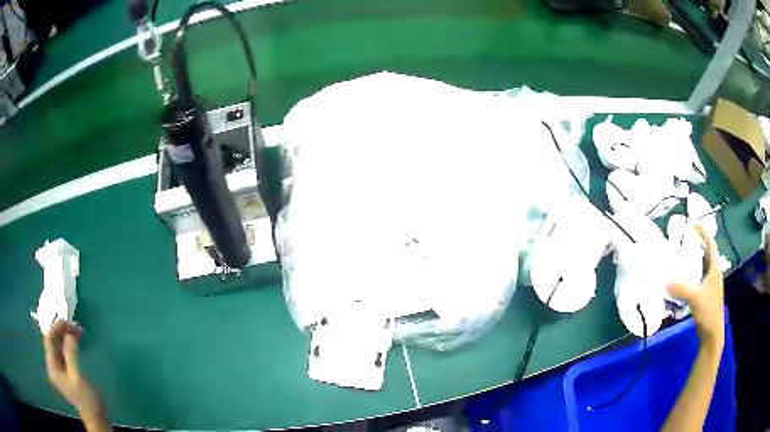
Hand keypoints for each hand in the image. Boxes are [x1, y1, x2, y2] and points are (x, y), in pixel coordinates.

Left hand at [43, 320, 101, 412]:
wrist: (95, 416)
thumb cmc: (86, 398)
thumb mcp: (78, 377)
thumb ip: (71, 354)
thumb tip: (69, 334)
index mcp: (52, 366)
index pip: (49, 339)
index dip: (56, 327)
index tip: (68, 322)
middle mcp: (52, 364)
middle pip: (53, 340)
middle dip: (63, 331)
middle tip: (76, 326)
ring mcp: (59, 367)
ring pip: (59, 344)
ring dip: (67, 335)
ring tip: (78, 331)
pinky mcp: (66, 369)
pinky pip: (64, 350)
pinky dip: (69, 343)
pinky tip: (77, 340)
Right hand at [668, 223, 724, 351]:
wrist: (712, 334)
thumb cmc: (708, 313)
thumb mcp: (695, 299)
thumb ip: (682, 289)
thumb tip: (665, 281)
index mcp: (715, 269)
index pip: (710, 244)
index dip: (703, 232)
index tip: (693, 223)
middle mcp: (714, 273)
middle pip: (707, 253)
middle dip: (698, 243)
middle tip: (685, 238)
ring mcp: (710, 284)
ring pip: (703, 265)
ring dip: (694, 258)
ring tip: (682, 255)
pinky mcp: (706, 294)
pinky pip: (699, 276)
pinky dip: (692, 272)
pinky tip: (684, 278)